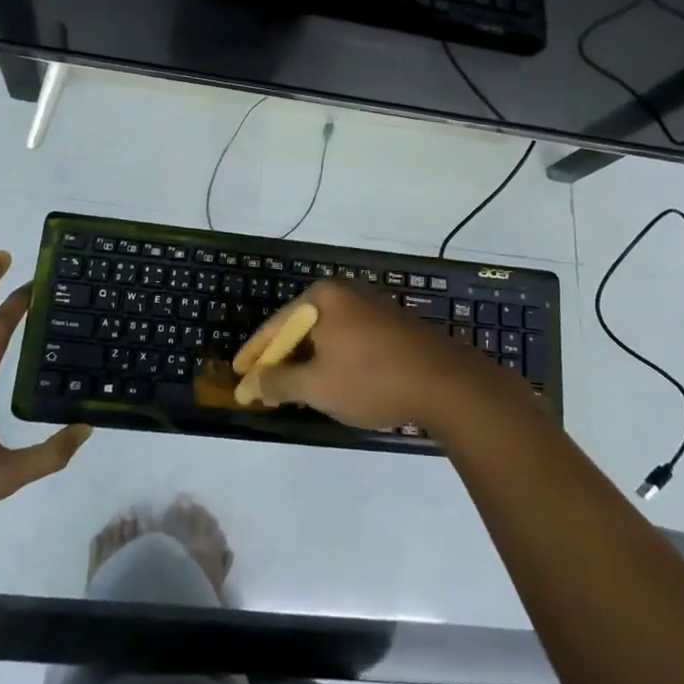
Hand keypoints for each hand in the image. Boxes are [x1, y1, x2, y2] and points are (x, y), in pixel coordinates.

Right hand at [231, 279, 492, 430]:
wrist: (446, 383)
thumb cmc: (372, 379)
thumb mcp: (317, 385)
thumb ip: (278, 381)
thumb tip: (251, 382)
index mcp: (322, 297)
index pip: (276, 326)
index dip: (254, 354)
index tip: (236, 376)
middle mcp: (344, 293)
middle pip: (299, 328)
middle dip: (279, 360)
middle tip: (260, 388)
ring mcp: (370, 306)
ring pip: (324, 335)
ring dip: (305, 363)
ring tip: (289, 390)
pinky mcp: (389, 324)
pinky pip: (346, 339)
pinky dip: (330, 360)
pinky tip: (328, 382)